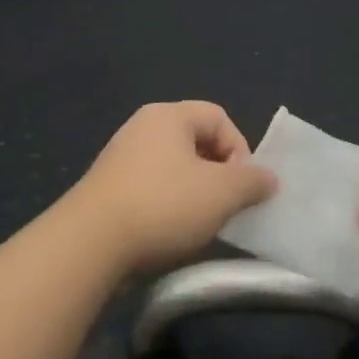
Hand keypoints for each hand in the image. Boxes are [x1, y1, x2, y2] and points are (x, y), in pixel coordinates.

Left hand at [66, 102, 275, 273]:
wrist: (90, 242)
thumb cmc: (163, 205)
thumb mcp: (221, 193)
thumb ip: (252, 181)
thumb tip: (268, 178)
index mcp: (169, 115)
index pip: (219, 117)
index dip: (240, 149)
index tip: (242, 186)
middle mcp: (143, 126)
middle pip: (196, 140)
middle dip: (218, 172)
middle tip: (225, 205)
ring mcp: (121, 156)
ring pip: (174, 166)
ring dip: (194, 191)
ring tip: (200, 222)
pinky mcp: (107, 186)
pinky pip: (151, 186)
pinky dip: (167, 203)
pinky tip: (169, 231)